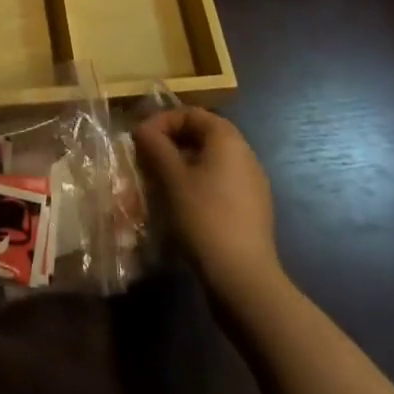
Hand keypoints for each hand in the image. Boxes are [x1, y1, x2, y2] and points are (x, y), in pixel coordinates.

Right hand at [134, 108, 281, 302]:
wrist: (245, 280)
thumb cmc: (205, 218)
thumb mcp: (172, 179)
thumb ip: (156, 147)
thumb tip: (143, 129)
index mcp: (227, 138)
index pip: (190, 114)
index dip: (162, 122)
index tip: (140, 140)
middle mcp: (244, 153)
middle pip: (202, 136)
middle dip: (171, 144)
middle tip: (147, 161)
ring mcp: (252, 183)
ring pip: (210, 162)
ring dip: (183, 166)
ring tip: (160, 185)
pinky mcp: (252, 209)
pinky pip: (220, 184)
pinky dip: (198, 185)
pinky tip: (182, 207)